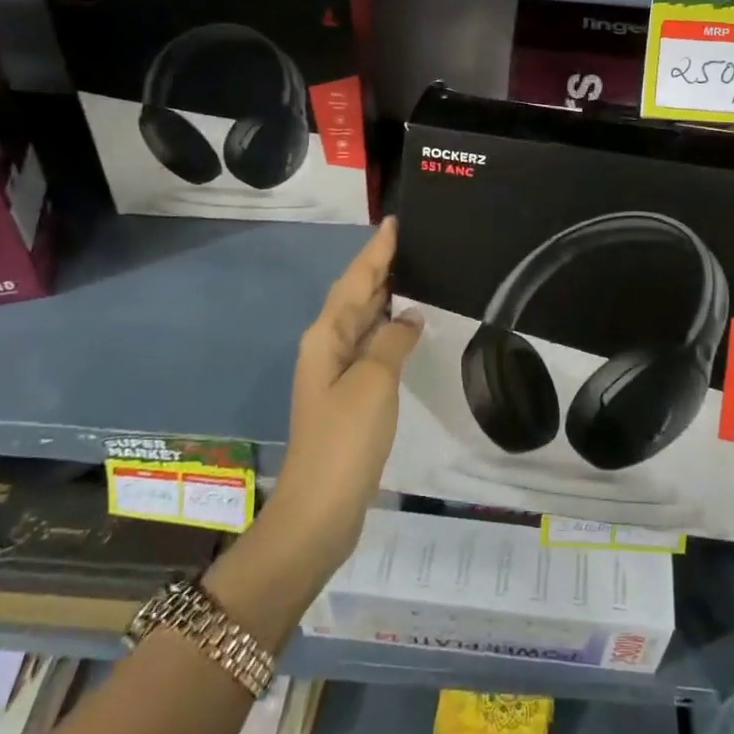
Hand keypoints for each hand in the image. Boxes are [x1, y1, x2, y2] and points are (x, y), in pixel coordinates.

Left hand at [269, 218, 422, 567]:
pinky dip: (388, 328)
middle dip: (380, 267)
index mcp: (327, 336)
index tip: (395, 222)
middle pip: (355, 295)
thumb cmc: (345, 439)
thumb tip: (408, 315)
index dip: (376, 252)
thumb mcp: (373, 382)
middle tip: (412, 242)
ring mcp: (336, 373)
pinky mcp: (349, 396)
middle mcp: (327, 347)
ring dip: (385, 295)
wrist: (319, 510)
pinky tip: (407, 327)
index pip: (355, 280)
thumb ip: (391, 341)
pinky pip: (371, 345)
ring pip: (363, 320)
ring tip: (414, 272)